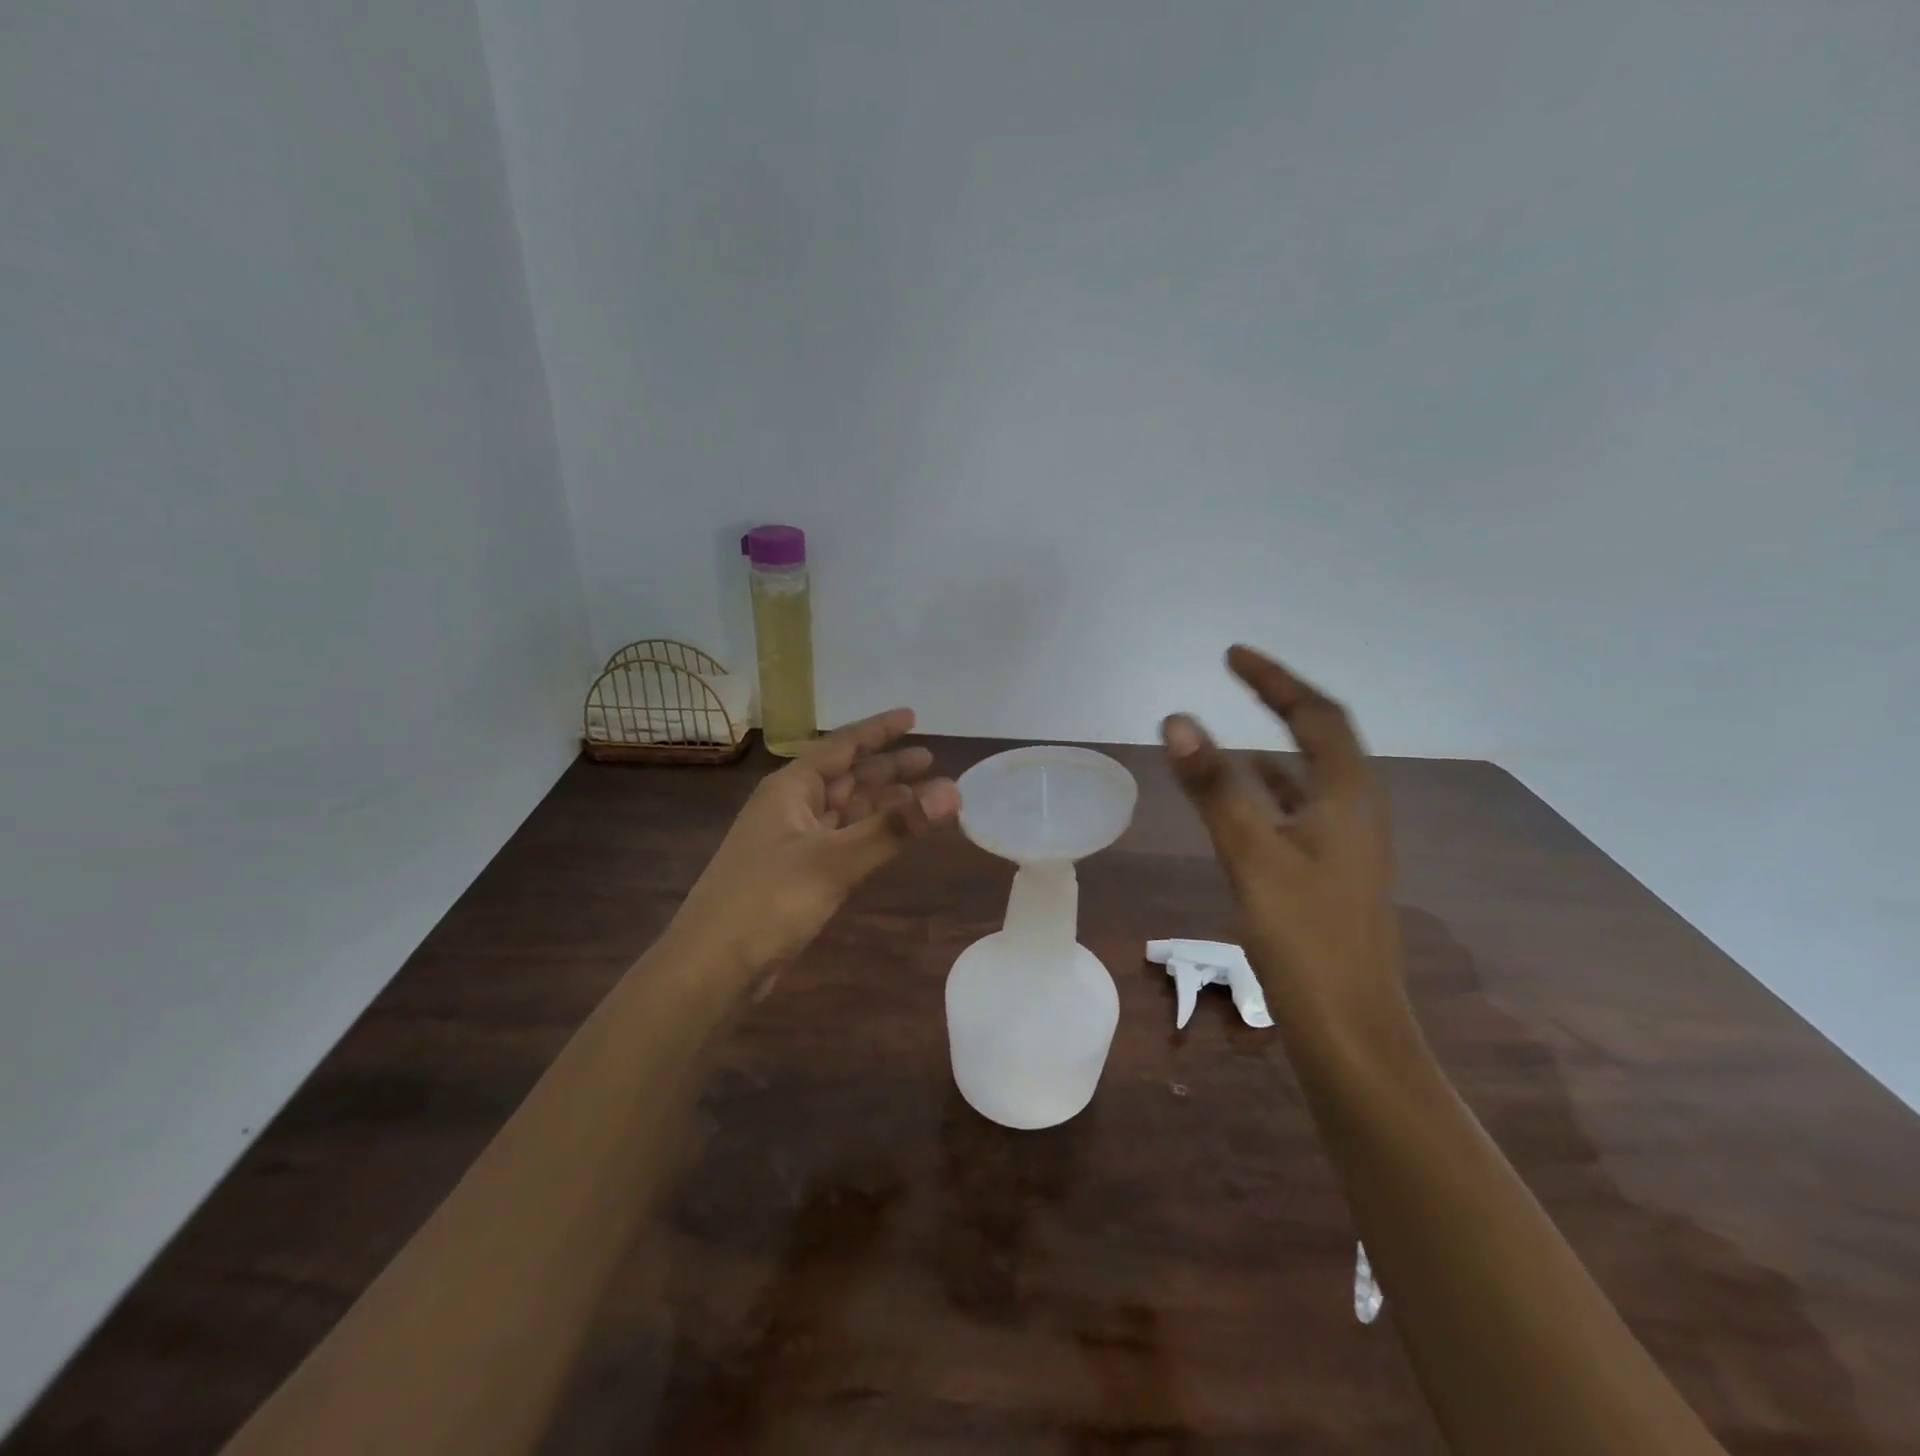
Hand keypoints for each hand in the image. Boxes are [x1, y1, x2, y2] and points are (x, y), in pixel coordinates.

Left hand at [674, 708, 960, 978]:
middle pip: (847, 776)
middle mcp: (791, 807)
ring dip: (882, 802)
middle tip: (931, 761)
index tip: (913, 716)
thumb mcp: (835, 860)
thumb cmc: (768, 901)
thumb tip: (953, 791)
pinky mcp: (798, 874)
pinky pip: (843, 840)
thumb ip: (894, 827)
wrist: (712, 967)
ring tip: (923, 797)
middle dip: (887, 768)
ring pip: (846, 810)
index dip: (878, 730)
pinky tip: (891, 836)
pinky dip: (870, 833)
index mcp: (790, 788)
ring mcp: (793, 842)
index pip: (841, 746)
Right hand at [1162, 646, 1410, 1045]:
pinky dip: (1268, 792)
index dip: (1275, 680)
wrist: (1350, 1030)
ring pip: (1308, 778)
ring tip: (1228, 737)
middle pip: (1320, 739)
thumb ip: (1215, 786)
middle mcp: (1356, 811)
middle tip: (1236, 681)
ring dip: (1273, 749)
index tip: (1232, 655)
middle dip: (1279, 704)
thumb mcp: (1252, 854)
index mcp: (1348, 796)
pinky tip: (1240, 805)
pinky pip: (1298, 812)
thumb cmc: (1305, 938)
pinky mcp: (1331, 874)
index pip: (1315, 715)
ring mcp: (1346, 845)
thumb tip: (1177, 719)